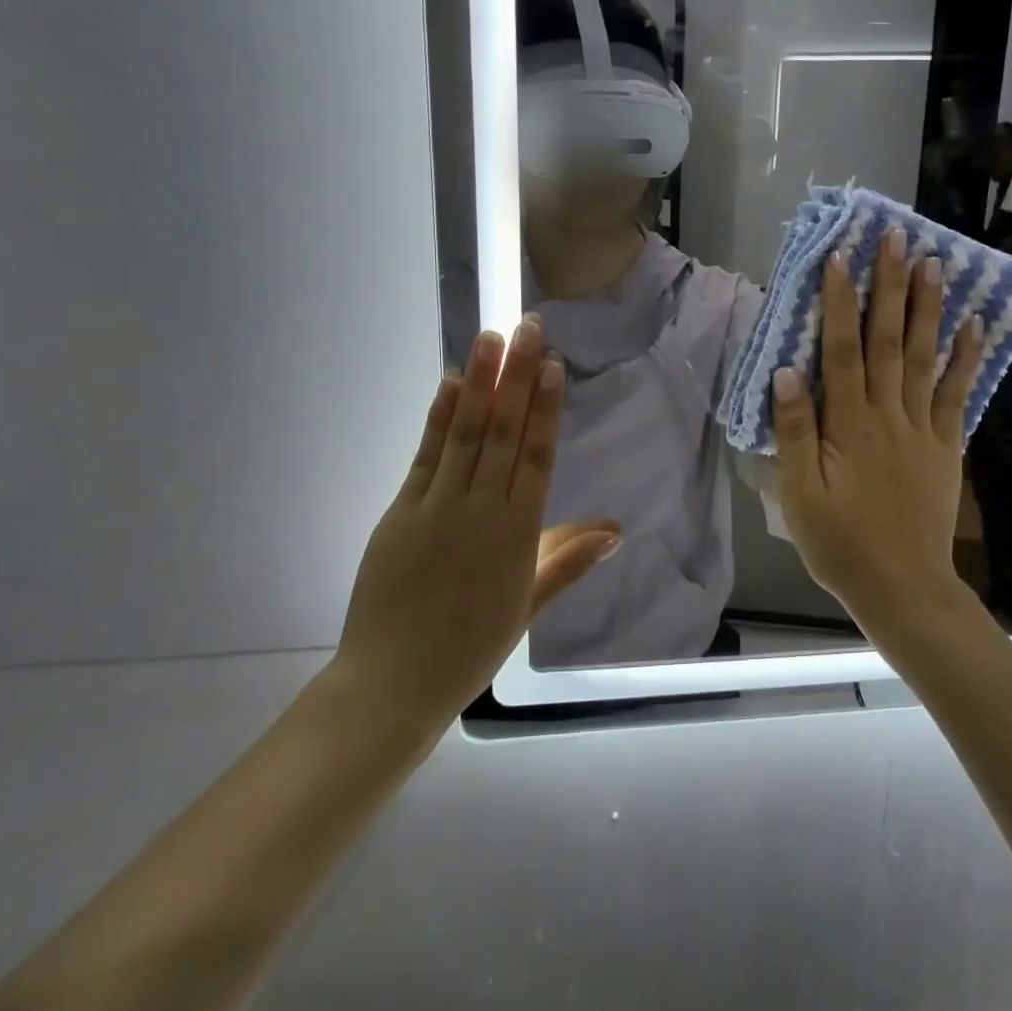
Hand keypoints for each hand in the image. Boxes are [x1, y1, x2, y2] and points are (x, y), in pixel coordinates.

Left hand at [329, 317, 620, 735]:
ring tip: (491, 338)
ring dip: (481, 383)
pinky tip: (451, 384)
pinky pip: (426, 456)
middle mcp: (482, 509)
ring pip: (466, 434)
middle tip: (528, 328)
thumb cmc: (471, 647)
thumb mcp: (530, 605)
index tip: (552, 365)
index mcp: (519, 533)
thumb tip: (617, 530)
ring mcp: (439, 507)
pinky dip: (439, 418)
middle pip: (504, 433)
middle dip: (518, 378)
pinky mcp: (402, 511)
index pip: (537, 456)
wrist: (394, 682)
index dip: (545, 408)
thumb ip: (570, 560)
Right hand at [771, 231, 983, 625]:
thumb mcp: (800, 496)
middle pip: (889, 341)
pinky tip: (975, 326)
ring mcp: (923, 429)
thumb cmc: (840, 544)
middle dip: (890, 287)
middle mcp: (888, 415)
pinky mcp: (946, 446)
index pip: (842, 351)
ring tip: (934, 263)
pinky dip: (968, 359)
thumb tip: (787, 373)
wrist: (902, 587)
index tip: (840, 257)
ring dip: (929, 308)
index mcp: (848, 426)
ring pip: (926, 358)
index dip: (839, 303)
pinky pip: (958, 395)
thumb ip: (795, 433)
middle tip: (897, 238)